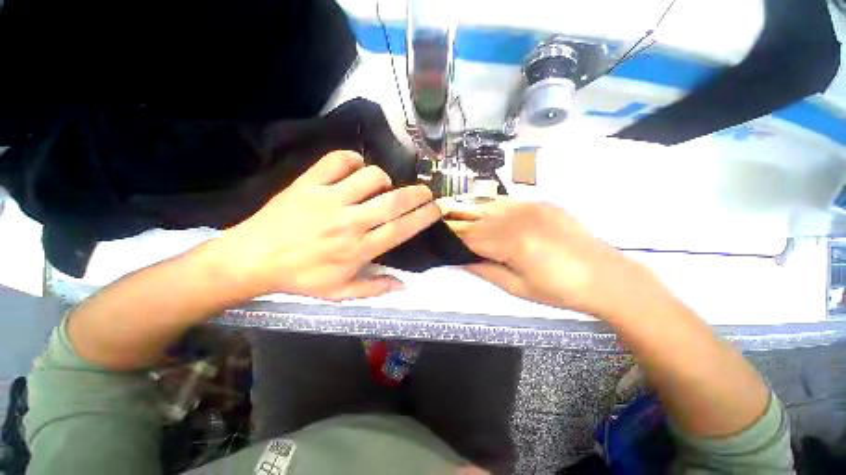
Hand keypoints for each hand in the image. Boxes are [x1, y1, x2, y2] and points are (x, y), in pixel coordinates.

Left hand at [212, 151, 440, 300]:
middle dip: (417, 194)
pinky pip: (338, 160)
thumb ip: (374, 287)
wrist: (252, 258)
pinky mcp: (309, 183)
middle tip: (426, 191)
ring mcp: (329, 199)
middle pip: (394, 201)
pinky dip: (352, 160)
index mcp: (358, 249)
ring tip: (381, 186)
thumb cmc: (300, 278)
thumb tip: (404, 285)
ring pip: (371, 177)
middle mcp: (350, 222)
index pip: (401, 229)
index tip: (438, 208)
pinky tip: (355, 168)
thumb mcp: (339, 292)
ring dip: (384, 179)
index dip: (424, 217)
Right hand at [443, 198, 657, 318]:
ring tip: (468, 226)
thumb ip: (483, 270)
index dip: (453, 239)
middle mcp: (517, 217)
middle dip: (459, 225)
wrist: (607, 277)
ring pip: (489, 207)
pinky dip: (493, 210)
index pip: (469, 236)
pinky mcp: (541, 202)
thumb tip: (458, 260)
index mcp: (511, 242)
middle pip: (475, 218)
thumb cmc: (559, 290)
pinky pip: (507, 203)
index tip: (442, 242)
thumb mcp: (516, 287)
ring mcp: (531, 206)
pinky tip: (493, 220)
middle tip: (451, 233)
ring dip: (475, 216)